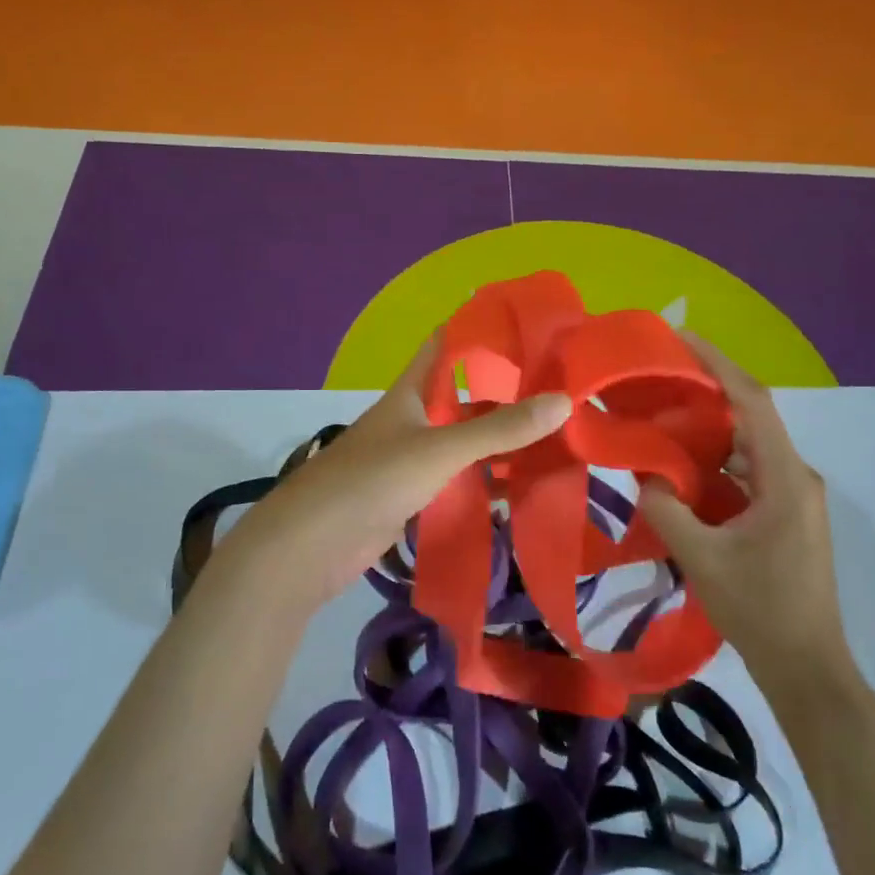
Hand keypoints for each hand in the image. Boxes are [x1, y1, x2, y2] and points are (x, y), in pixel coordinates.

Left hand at [219, 335, 572, 608]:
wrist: (310, 546)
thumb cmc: (372, 480)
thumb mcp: (440, 449)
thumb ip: (500, 428)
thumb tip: (564, 401)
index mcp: (411, 392)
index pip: (446, 346)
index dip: (480, 331)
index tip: (528, 327)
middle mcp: (413, 419)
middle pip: (465, 398)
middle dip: (507, 395)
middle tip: (560, 392)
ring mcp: (411, 460)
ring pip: (465, 443)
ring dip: (501, 443)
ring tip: (556, 439)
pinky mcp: (412, 497)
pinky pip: (458, 481)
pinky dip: (487, 482)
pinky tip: (523, 488)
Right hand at [641, 333, 851, 680]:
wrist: (807, 668)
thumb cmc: (759, 609)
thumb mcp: (701, 557)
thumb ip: (667, 508)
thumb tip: (645, 475)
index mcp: (784, 477)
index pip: (752, 401)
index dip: (717, 364)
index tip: (680, 338)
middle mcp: (794, 476)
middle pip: (750, 418)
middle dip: (707, 391)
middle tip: (660, 376)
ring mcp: (793, 497)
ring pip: (748, 446)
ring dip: (709, 430)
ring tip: (663, 416)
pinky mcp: (785, 516)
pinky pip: (748, 473)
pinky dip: (717, 463)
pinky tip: (683, 468)